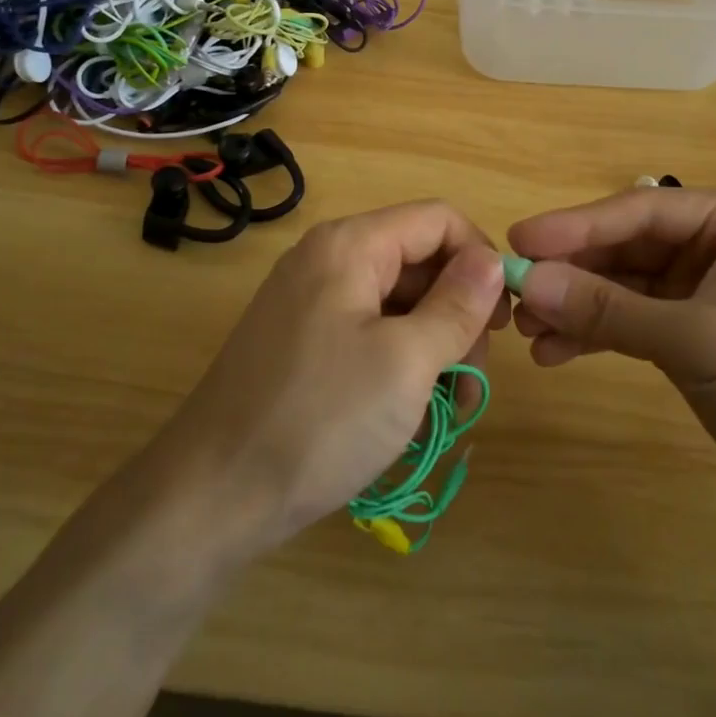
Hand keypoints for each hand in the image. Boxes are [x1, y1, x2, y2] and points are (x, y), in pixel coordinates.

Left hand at [154, 202, 509, 555]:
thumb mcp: (407, 362)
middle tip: (471, 383)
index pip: (439, 220)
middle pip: (420, 263)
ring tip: (446, 411)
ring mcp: (312, 302)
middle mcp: (329, 260)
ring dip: (435, 349)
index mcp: (350, 245)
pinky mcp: (305, 342)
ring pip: (399, 304)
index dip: (480, 260)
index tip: (502, 322)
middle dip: (459, 316)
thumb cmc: (320, 420)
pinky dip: (400, 365)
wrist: (213, 496)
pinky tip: (409, 414)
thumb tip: (493, 260)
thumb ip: (457, 304)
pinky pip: (370, 333)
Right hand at [508, 187, 715, 510]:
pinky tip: (556, 353)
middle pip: (625, 247)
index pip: (638, 209)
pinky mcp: (694, 331)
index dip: (574, 225)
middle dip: (571, 273)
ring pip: (623, 286)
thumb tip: (525, 282)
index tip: (517, 241)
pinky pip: (633, 320)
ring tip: (528, 331)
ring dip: (577, 306)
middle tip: (513, 293)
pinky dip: (597, 335)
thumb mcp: (694, 338)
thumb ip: (607, 309)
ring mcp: (703, 289)